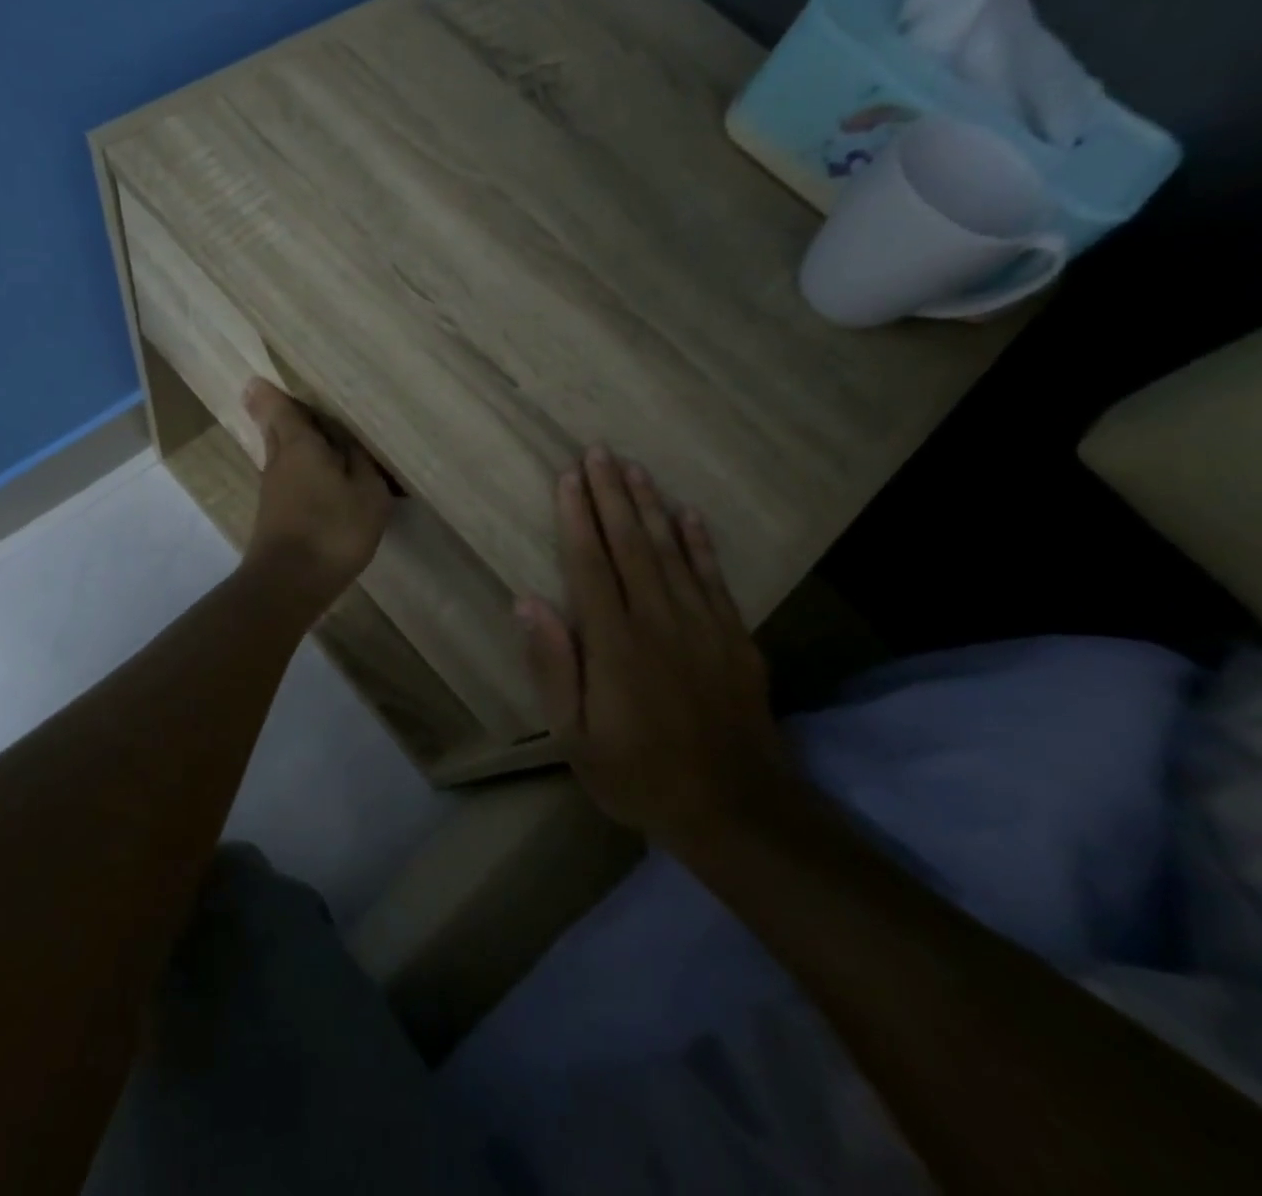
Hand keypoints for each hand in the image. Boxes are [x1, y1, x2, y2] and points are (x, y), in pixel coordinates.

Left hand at [240, 378, 392, 613]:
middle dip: (282, 414)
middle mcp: (279, 461)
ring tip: (321, 437)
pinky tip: (320, 478)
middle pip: (276, 429)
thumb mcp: (367, 494)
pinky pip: (287, 477)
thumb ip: (362, 463)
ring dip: (295, 443)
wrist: (289, 583)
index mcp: (300, 446)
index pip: (279, 408)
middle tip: (298, 401)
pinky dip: (300, 469)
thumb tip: (350, 442)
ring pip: (281, 454)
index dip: (271, 392)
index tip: (260, 377)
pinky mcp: (274, 514)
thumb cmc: (333, 530)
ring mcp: (272, 490)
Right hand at [518, 447, 789, 850]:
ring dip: (650, 506)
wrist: (735, 810)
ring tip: (634, 468)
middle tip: (599, 451)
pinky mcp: (734, 637)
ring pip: (672, 550)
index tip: (568, 477)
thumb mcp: (575, 736)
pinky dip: (701, 542)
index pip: (590, 564)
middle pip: (631, 544)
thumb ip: (552, 666)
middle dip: (612, 495)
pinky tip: (689, 514)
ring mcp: (702, 625)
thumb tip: (526, 602)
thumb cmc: (638, 774)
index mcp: (614, 642)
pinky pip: (714, 577)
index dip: (577, 517)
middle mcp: (658, 620)